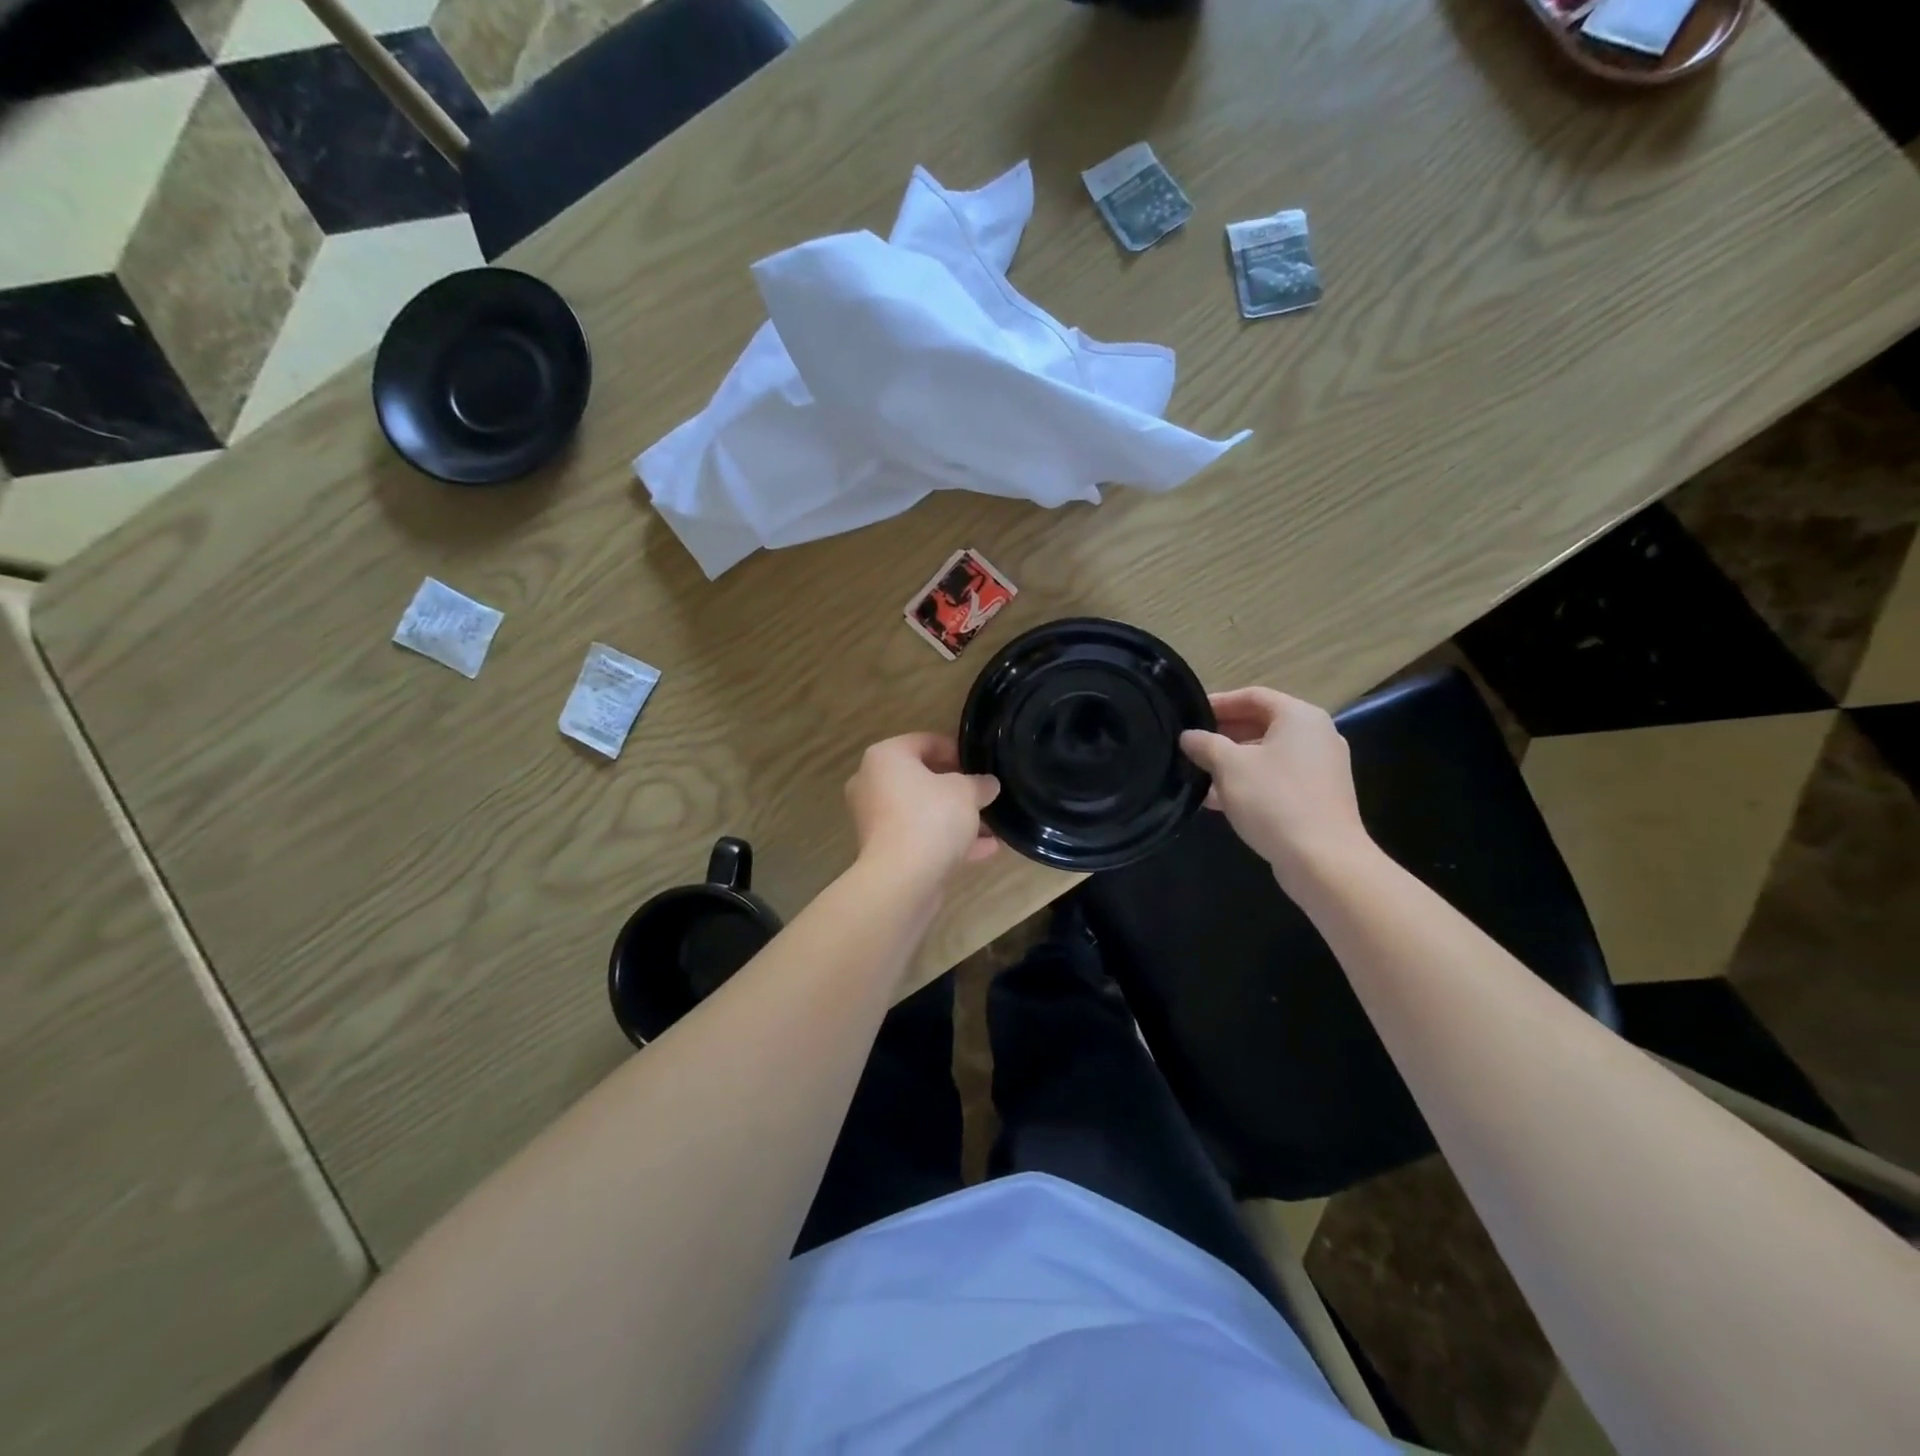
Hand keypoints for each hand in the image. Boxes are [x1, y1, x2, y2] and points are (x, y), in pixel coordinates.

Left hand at [846, 733, 999, 888]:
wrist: (901, 880)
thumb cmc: (930, 818)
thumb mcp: (966, 793)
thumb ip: (979, 784)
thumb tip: (988, 784)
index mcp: (885, 757)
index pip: (925, 741)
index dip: (956, 750)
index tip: (980, 765)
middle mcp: (872, 784)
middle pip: (922, 778)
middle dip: (957, 788)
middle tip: (984, 794)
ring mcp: (875, 820)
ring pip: (922, 811)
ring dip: (956, 818)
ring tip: (992, 825)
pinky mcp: (884, 851)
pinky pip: (920, 837)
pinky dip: (948, 840)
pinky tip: (986, 849)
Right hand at [1179, 687, 1371, 888]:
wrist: (1323, 859)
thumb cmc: (1274, 800)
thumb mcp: (1229, 767)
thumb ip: (1205, 744)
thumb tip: (1189, 736)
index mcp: (1300, 717)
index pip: (1253, 696)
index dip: (1219, 702)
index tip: (1189, 715)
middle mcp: (1316, 736)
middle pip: (1262, 724)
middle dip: (1223, 734)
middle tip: (1190, 744)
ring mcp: (1321, 768)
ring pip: (1268, 754)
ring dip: (1233, 761)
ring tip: (1198, 774)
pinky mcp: (1318, 797)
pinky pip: (1277, 778)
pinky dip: (1249, 782)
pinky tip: (1218, 800)